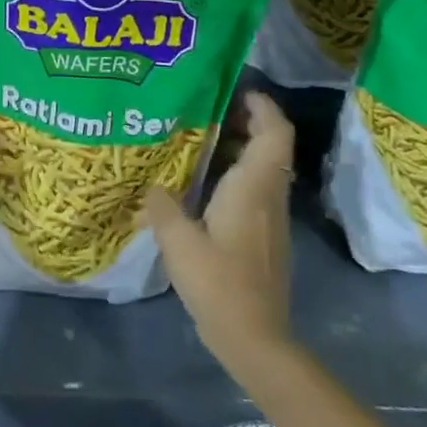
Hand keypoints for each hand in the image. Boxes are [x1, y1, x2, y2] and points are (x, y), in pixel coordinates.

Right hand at [145, 91, 295, 371]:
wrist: (255, 337)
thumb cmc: (219, 283)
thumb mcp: (178, 241)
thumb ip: (162, 206)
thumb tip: (152, 184)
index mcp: (253, 187)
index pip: (274, 132)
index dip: (262, 104)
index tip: (234, 88)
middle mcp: (268, 195)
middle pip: (270, 144)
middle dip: (245, 119)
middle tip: (206, 108)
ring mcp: (270, 217)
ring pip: (263, 167)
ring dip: (239, 147)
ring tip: (198, 139)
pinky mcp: (264, 235)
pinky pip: (255, 188)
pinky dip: (235, 173)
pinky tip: (201, 183)